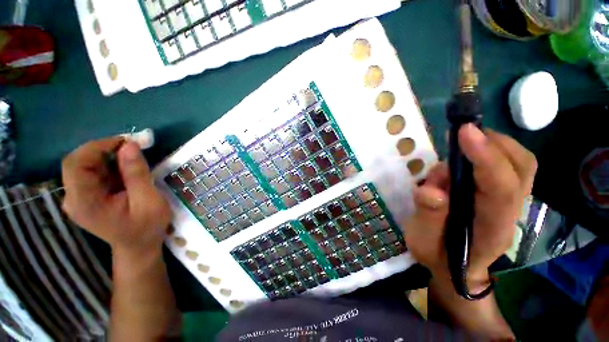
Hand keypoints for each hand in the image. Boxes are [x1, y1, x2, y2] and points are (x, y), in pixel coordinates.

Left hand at [62, 138, 170, 255]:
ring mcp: (78, 197)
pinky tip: (126, 170)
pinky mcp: (86, 196)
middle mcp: (73, 198)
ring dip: (110, 157)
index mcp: (84, 203)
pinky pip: (93, 173)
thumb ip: (137, 174)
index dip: (97, 147)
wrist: (139, 246)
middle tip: (133, 148)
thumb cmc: (147, 227)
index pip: (76, 165)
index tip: (126, 142)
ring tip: (134, 160)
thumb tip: (130, 145)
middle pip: (79, 163)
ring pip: (86, 166)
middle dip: (105, 150)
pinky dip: (110, 165)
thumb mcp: (149, 201)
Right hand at [403, 124, 536, 284]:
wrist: (456, 268)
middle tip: (463, 133)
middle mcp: (509, 213)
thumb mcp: (423, 241)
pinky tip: (466, 155)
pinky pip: (510, 166)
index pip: (500, 188)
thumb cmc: (437, 255)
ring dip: (494, 144)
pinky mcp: (503, 197)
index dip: (485, 157)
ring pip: (521, 164)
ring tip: (462, 141)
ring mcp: (511, 204)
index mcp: (490, 228)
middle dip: (495, 143)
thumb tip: (432, 190)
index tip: (464, 132)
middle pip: (522, 169)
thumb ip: (428, 217)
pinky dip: (492, 151)